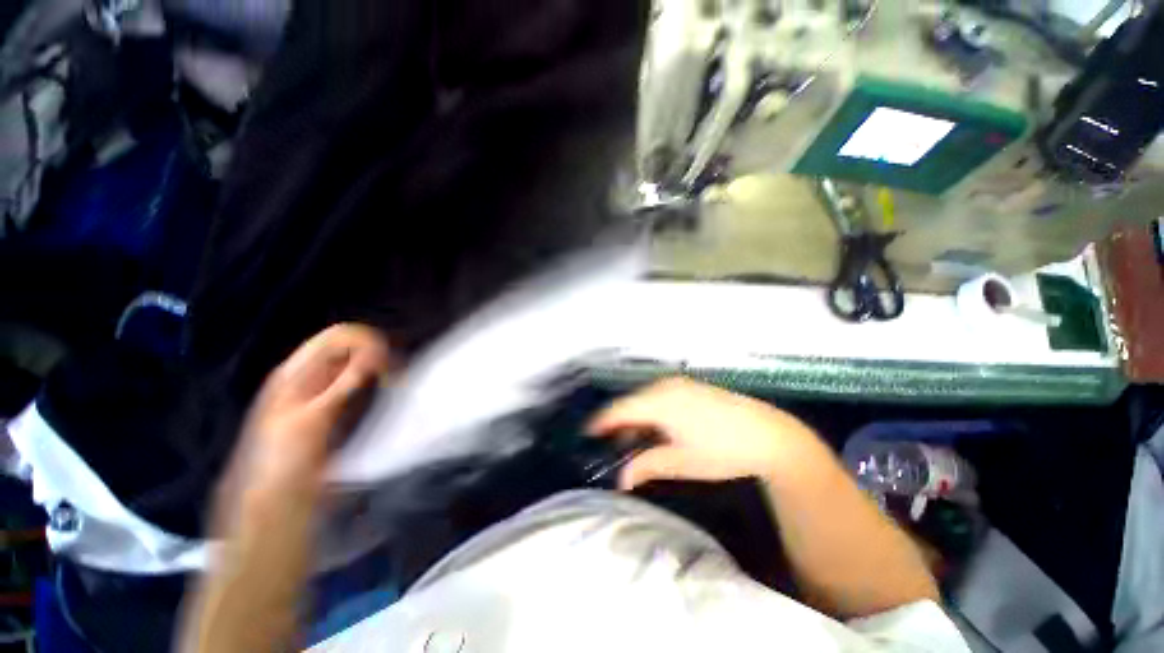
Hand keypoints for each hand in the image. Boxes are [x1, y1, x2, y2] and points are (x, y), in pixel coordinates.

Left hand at [234, 323, 392, 493]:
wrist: (277, 500)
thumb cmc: (285, 458)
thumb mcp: (312, 419)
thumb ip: (344, 384)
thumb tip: (376, 351)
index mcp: (298, 372)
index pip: (337, 337)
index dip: (364, 341)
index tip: (387, 360)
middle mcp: (313, 376)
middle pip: (352, 348)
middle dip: (377, 355)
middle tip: (395, 375)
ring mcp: (327, 392)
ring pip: (361, 365)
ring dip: (381, 369)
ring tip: (395, 384)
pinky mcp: (340, 407)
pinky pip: (363, 384)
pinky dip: (379, 383)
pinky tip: (389, 392)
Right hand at [587, 377, 822, 489]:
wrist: (770, 435)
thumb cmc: (722, 451)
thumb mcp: (681, 462)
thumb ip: (647, 466)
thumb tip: (621, 479)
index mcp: (659, 401)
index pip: (619, 409)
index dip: (601, 422)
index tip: (587, 434)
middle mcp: (665, 385)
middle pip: (631, 402)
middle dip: (620, 423)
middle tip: (615, 446)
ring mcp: (680, 383)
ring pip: (645, 398)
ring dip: (637, 418)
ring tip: (636, 441)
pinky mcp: (691, 386)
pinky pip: (660, 395)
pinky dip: (652, 411)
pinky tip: (658, 428)